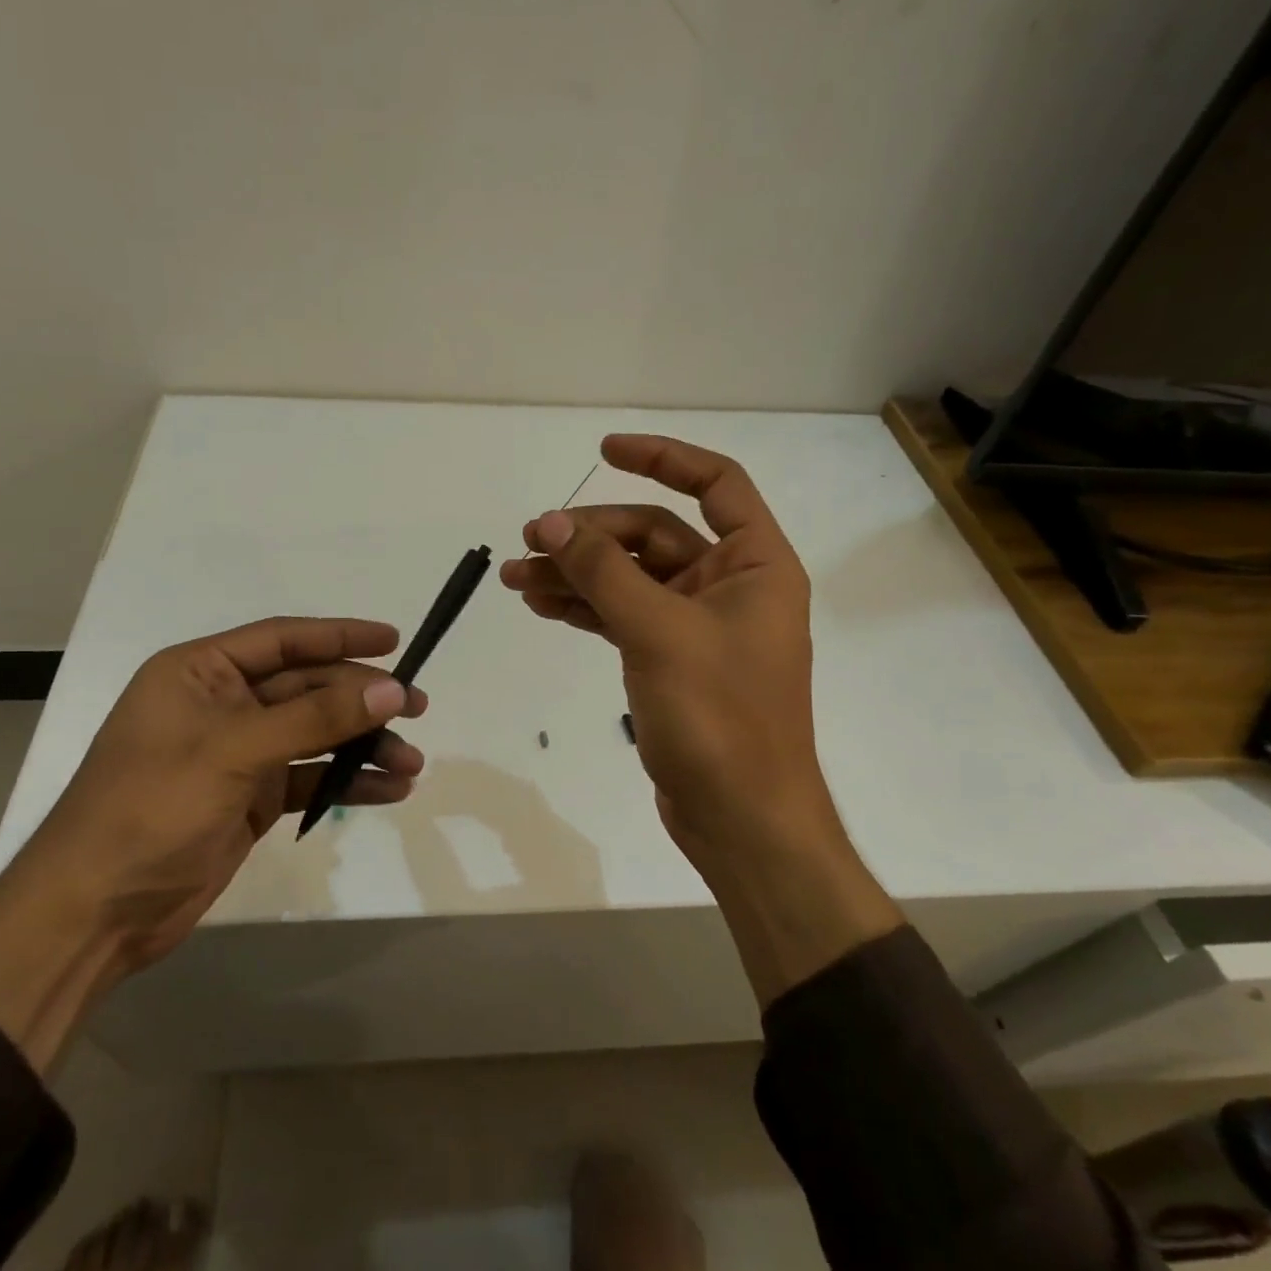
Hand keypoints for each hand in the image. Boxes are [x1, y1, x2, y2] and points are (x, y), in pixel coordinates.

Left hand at [0, 617, 424, 1068]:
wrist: (94, 915)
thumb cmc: (151, 809)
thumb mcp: (234, 752)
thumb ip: (315, 718)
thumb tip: (391, 690)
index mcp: (201, 673)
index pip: (283, 640)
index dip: (340, 636)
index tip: (394, 640)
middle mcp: (221, 704)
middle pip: (307, 688)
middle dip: (361, 699)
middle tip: (417, 708)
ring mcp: (238, 753)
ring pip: (314, 735)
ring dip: (362, 745)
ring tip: (412, 762)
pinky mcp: (251, 798)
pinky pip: (309, 778)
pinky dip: (346, 782)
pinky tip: (389, 789)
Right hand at [500, 434, 898, 1000]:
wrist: (741, 821)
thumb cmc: (719, 719)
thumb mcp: (657, 632)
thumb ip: (602, 571)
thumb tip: (548, 522)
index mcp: (754, 564)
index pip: (715, 484)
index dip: (662, 457)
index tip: (604, 449)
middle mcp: (730, 585)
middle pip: (653, 534)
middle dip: (590, 535)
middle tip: (529, 541)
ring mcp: (698, 625)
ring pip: (629, 578)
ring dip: (576, 572)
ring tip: (515, 576)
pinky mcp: (671, 659)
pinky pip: (622, 615)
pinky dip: (585, 607)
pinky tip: (542, 605)